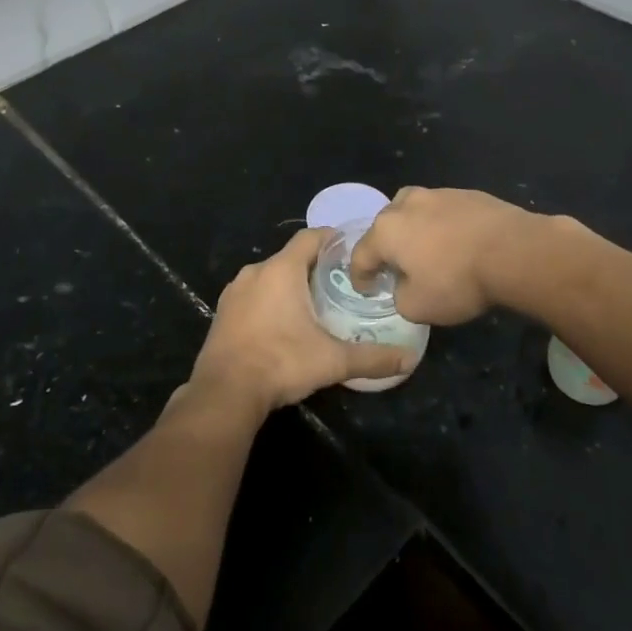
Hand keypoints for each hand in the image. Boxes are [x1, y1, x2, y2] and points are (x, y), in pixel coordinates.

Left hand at [191, 228, 413, 411]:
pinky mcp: (222, 313)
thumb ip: (372, 358)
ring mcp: (234, 292)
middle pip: (290, 257)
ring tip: (314, 303)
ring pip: (269, 277)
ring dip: (289, 285)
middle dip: (314, 266)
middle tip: (339, 282)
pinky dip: (269, 301)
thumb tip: (409, 360)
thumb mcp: (332, 361)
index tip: (350, 249)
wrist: (224, 393)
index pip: (310, 237)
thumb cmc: (281, 362)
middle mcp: (255, 272)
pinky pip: (252, 295)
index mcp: (281, 270)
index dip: (331, 238)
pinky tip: (282, 324)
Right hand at [349, 187, 574, 326]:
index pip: (361, 254)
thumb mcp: (418, 307)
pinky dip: (443, 226)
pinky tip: (457, 243)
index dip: (360, 276)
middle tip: (395, 268)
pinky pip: (443, 211)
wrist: (514, 251)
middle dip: (385, 247)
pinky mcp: (466, 193)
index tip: (366, 290)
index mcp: (387, 230)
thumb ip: (400, 297)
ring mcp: (438, 193)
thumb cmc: (458, 280)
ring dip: (414, 231)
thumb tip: (404, 286)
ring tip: (427, 251)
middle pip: (385, 225)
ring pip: (414, 212)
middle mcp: (406, 204)